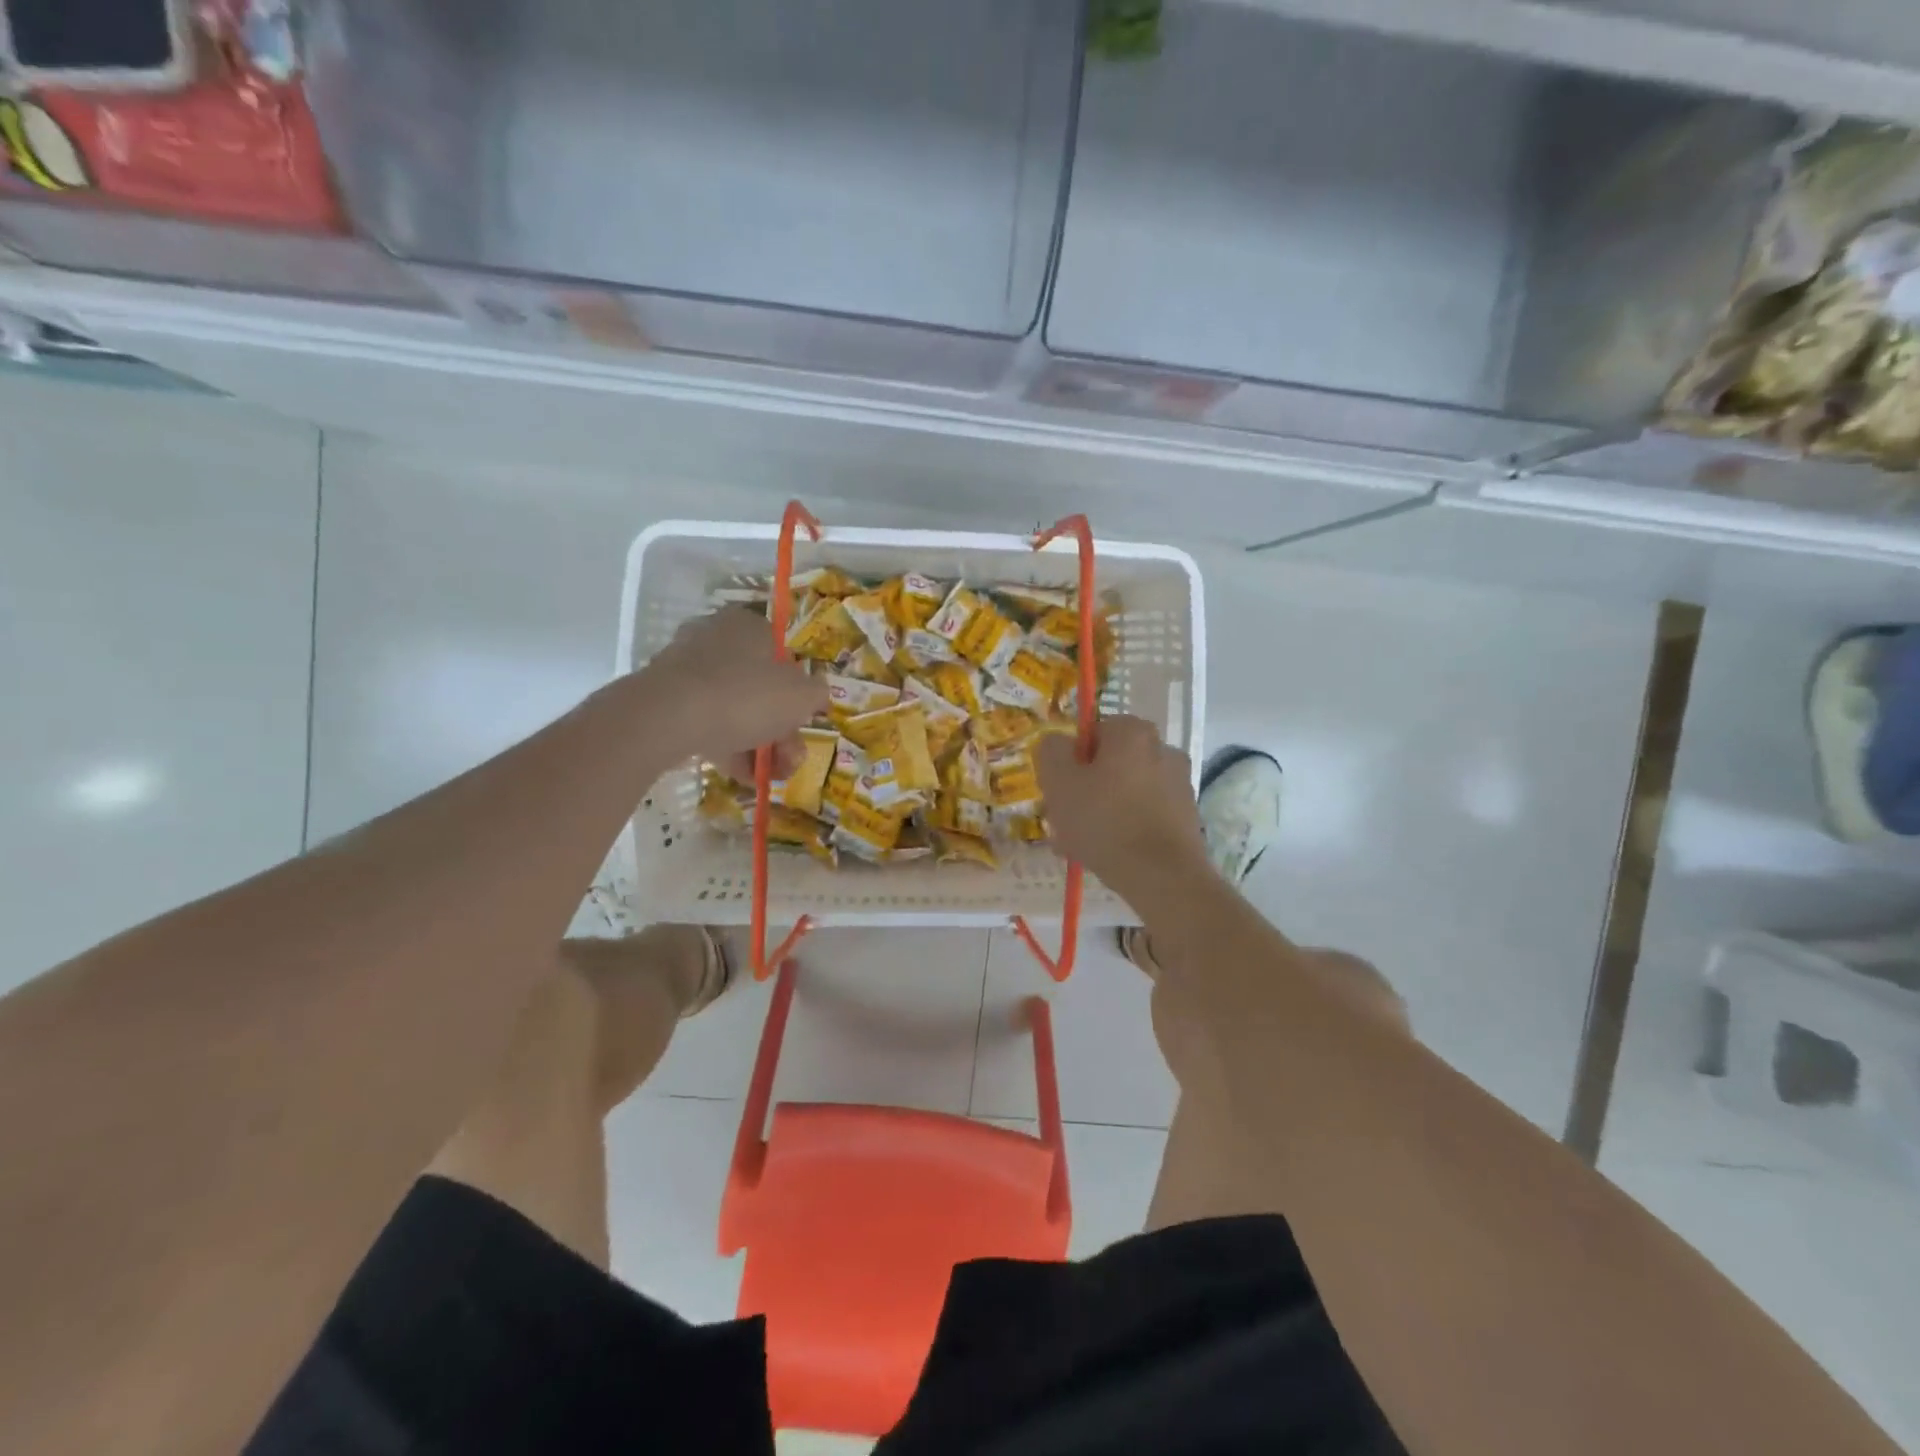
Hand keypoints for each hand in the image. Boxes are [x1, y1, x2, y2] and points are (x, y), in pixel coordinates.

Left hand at [634, 607, 826, 765]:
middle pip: (758, 687)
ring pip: (733, 708)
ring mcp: (685, 669)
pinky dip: (726, 747)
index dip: (798, 693)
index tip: (802, 722)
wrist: (667, 719)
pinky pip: (705, 723)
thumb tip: (815, 695)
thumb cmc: (745, 695)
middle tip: (790, 759)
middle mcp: (714, 638)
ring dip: (757, 744)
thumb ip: (816, 694)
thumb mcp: (802, 696)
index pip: (782, 655)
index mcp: (748, 625)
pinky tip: (742, 777)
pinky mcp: (664, 700)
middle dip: (780, 729)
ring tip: (769, 775)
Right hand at [1035, 716, 1206, 897]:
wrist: (1162, 876)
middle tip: (1064, 822)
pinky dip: (1125, 828)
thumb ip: (1051, 751)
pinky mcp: (1186, 815)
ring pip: (1124, 792)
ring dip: (1101, 812)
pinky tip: (1108, 854)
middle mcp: (1162, 748)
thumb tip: (1057, 744)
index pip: (1090, 734)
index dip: (1069, 762)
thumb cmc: (1104, 821)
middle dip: (1084, 790)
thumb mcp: (1058, 781)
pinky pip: (1143, 814)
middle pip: (1108, 764)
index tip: (1058, 791)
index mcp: (1133, 732)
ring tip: (1081, 845)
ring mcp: (1179, 783)